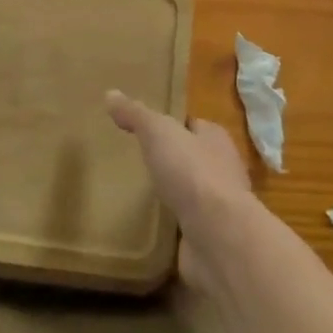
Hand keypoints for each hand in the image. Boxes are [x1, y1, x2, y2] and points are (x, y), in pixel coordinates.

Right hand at [106, 92, 252, 292]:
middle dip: (169, 160)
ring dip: (170, 195)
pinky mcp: (209, 238)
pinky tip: (148, 228)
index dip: (172, 125)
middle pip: (191, 158)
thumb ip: (137, 115)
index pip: (192, 125)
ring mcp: (217, 207)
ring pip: (189, 194)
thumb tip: (111, 94)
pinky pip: (185, 227)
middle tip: (136, 161)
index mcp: (215, 139)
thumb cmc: (192, 173)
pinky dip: (170, 227)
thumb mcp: (159, 133)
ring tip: (137, 194)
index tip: (145, 128)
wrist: (219, 237)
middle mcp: (222, 169)